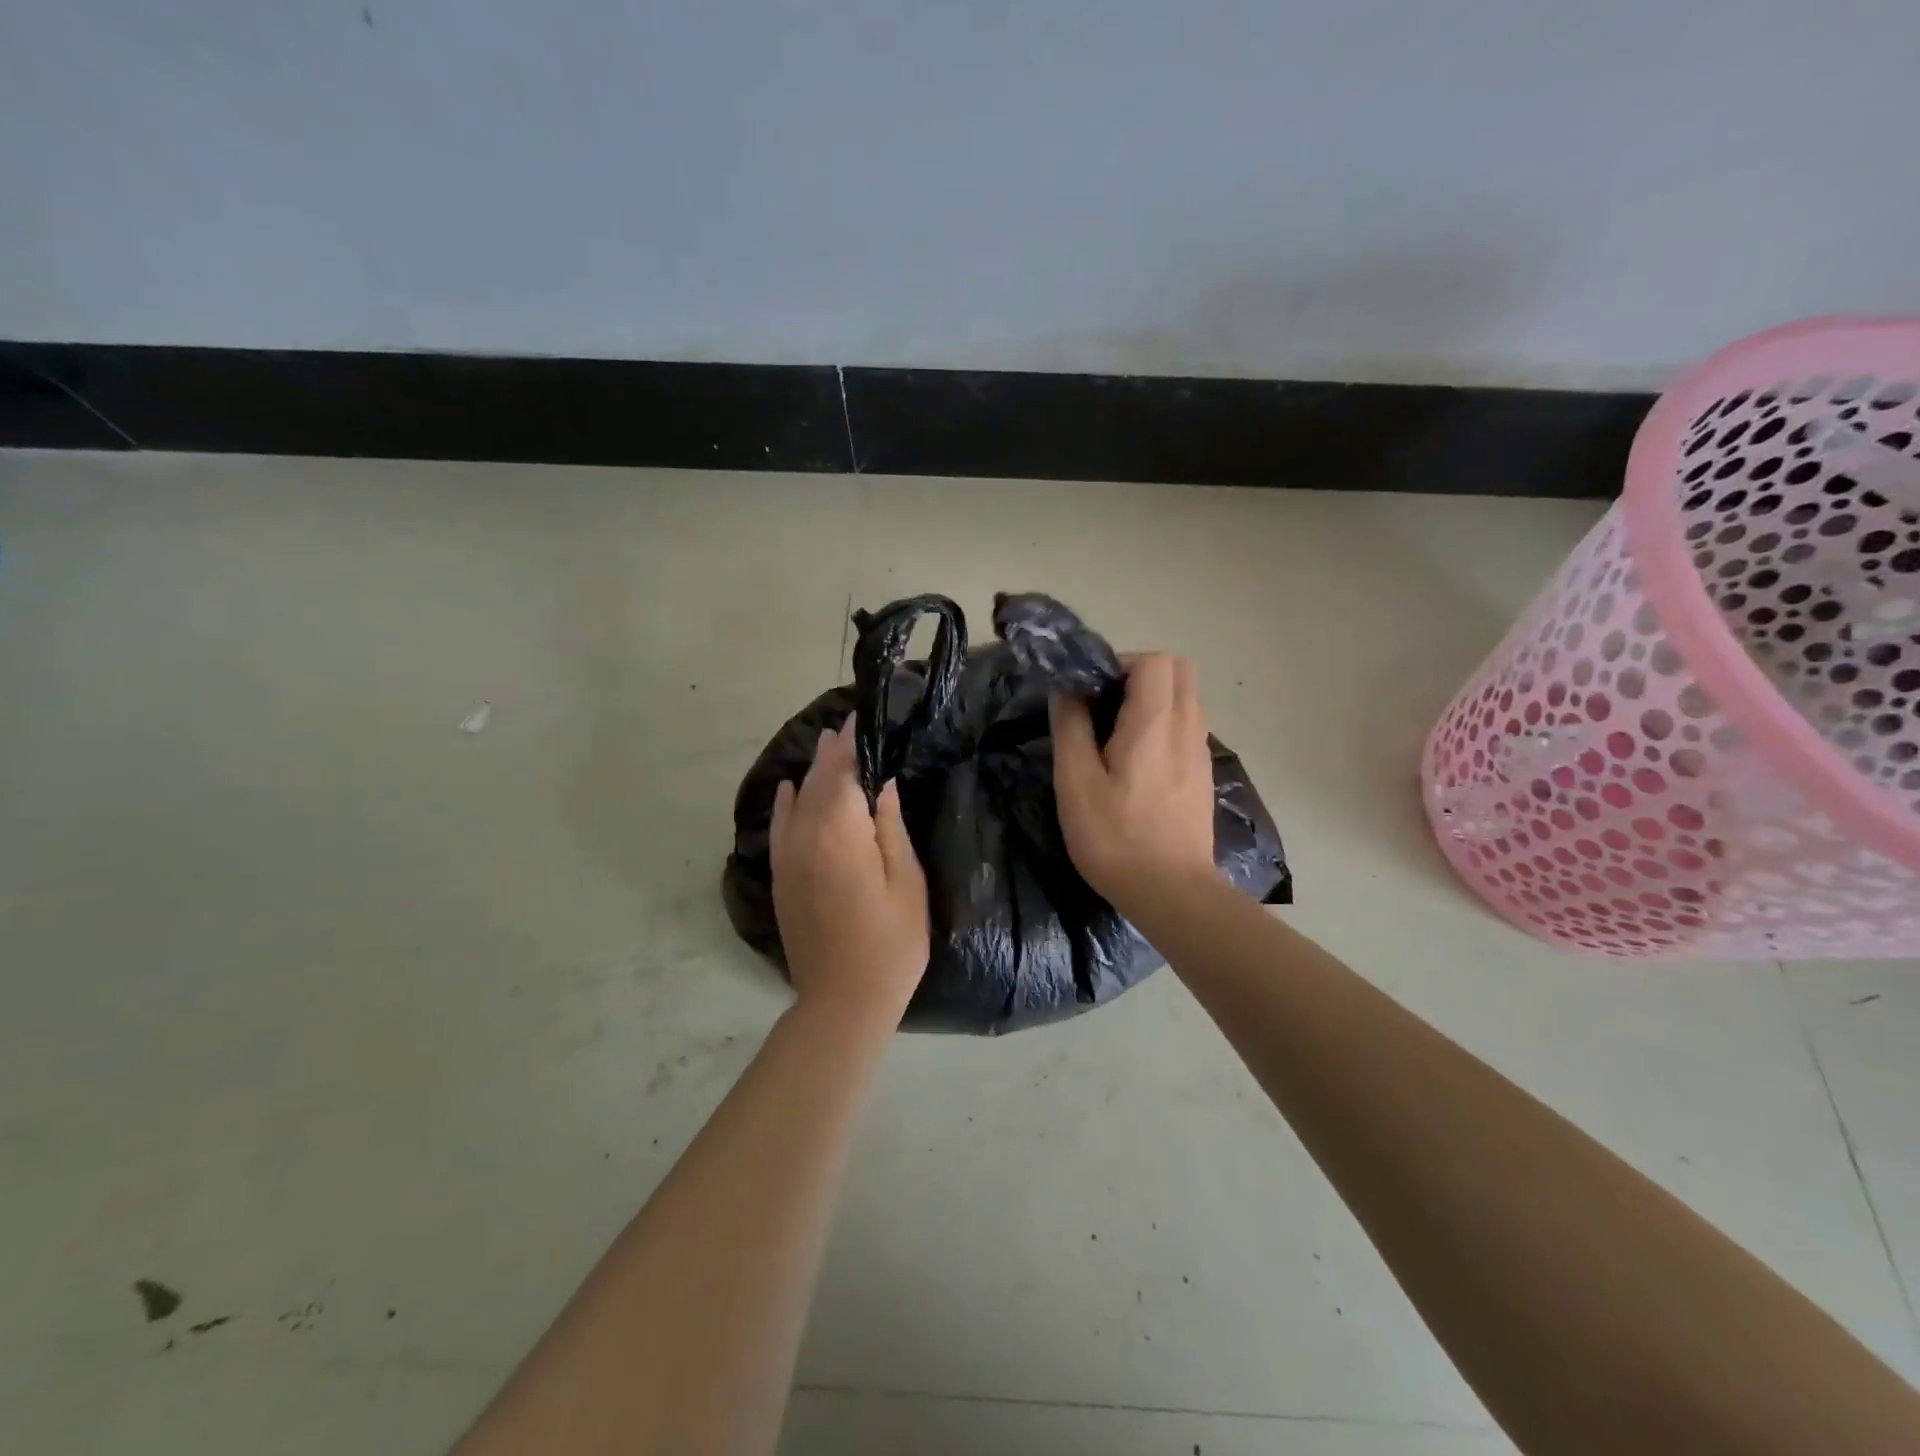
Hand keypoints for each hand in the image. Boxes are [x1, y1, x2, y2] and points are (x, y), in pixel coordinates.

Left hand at [770, 718, 929, 1027]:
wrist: (843, 1001)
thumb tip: (882, 784)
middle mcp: (805, 836)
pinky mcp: (780, 878)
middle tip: (846, 725)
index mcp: (840, 832)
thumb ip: (889, 827)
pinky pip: (779, 827)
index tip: (860, 717)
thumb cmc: (891, 943)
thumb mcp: (906, 882)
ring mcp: (787, 858)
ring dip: (811, 771)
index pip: (843, 773)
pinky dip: (785, 803)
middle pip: (817, 782)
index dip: (851, 744)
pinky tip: (789, 788)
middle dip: (832, 752)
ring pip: (796, 800)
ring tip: (826, 745)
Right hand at [1050, 654, 1217, 913]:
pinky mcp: (1203, 774)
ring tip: (1116, 736)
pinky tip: (1137, 764)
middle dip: (1139, 675)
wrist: (1172, 893)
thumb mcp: (1076, 783)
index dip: (1119, 664)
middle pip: (1178, 670)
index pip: (1154, 660)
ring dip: (1152, 700)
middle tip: (1104, 707)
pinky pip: (1187, 726)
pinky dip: (1164, 725)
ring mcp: (1201, 751)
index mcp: (1156, 722)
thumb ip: (1070, 727)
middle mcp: (1188, 726)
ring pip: (1185, 698)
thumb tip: (1067, 690)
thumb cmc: (1116, 838)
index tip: (1091, 693)